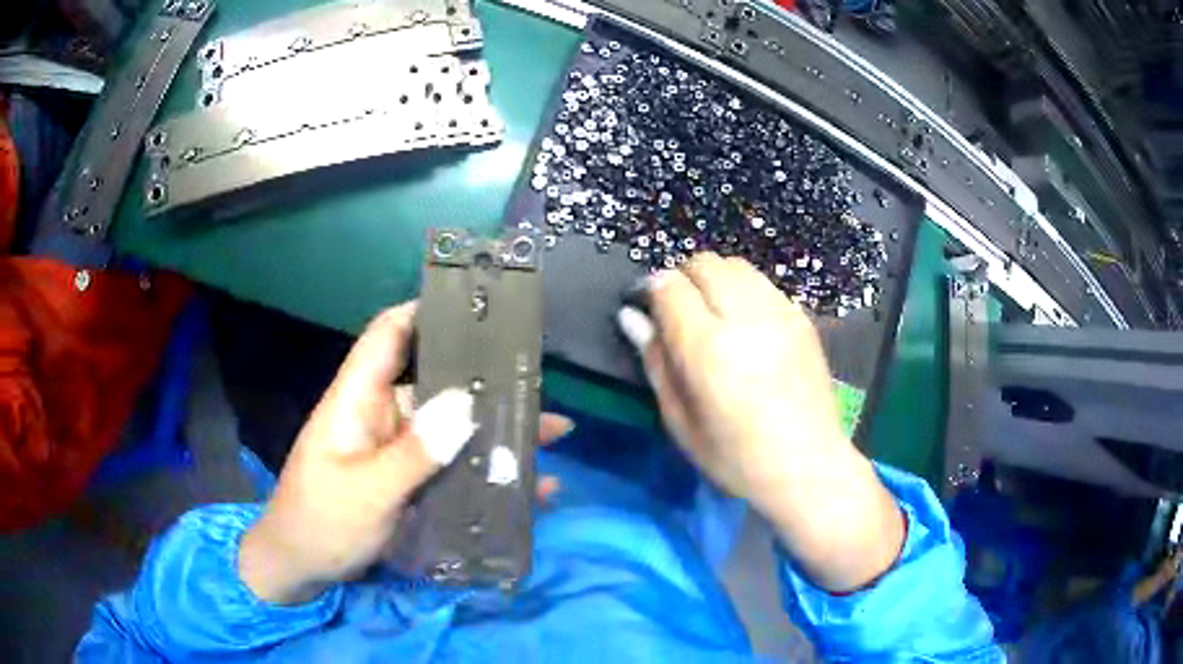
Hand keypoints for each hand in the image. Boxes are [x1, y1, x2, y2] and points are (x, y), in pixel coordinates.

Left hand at [239, 302, 570, 604]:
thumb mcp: (366, 492)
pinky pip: (452, 469)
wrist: (300, 570)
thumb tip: (465, 403)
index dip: (425, 311)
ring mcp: (397, 452)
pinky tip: (529, 489)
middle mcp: (381, 416)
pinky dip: (486, 473)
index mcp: (358, 400)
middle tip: (538, 385)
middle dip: (485, 383)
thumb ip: (414, 453)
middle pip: (436, 384)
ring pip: (451, 430)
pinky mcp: (408, 482)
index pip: (388, 335)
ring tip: (553, 436)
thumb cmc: (320, 523)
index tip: (476, 307)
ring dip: (496, 434)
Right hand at [618, 253, 903, 591]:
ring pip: (735, 265)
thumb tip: (632, 317)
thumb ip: (655, 362)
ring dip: (714, 280)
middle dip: (683, 279)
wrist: (808, 465)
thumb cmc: (735, 457)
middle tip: (679, 314)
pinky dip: (743, 291)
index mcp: (709, 349)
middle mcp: (746, 318)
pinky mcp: (802, 317)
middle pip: (704, 263)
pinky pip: (762, 284)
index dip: (652, 292)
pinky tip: (745, 326)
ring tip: (713, 316)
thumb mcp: (680, 422)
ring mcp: (780, 313)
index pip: (670, 286)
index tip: (649, 311)